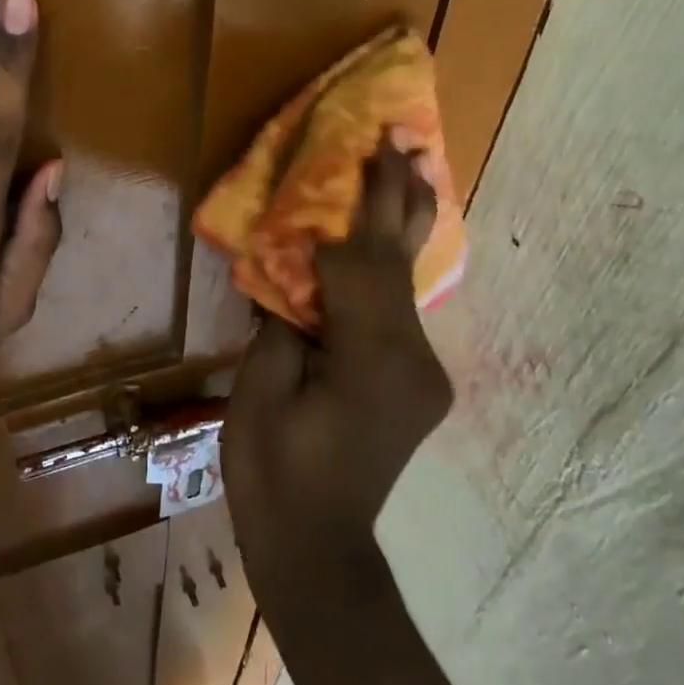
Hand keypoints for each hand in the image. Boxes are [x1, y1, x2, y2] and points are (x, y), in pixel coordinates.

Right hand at [222, 138, 452, 612]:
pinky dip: (389, 265)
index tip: (357, 149)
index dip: (352, 208)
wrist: (318, 550)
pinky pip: (401, 307)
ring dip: (401, 223)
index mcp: (371, 359)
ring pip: (408, 281)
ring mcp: (422, 371)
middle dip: (401, 194)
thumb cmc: (273, 472)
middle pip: (401, 261)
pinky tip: (386, 235)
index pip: (361, 264)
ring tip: (409, 165)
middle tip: (405, 135)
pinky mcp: (416, 380)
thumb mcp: (261, 390)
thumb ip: (283, 322)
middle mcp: (413, 358)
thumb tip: (293, 273)